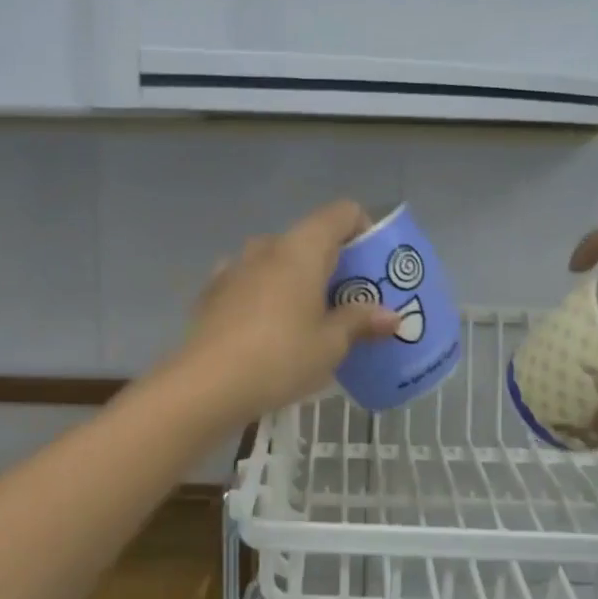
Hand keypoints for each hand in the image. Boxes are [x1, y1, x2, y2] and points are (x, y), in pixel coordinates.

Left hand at [174, 199, 398, 422]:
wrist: (206, 386)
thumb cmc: (281, 357)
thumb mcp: (331, 345)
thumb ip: (360, 322)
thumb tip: (391, 316)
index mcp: (301, 248)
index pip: (342, 213)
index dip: (364, 231)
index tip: (373, 268)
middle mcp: (266, 246)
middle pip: (310, 240)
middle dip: (334, 266)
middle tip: (350, 303)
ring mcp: (234, 267)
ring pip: (277, 262)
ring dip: (298, 281)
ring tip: (309, 320)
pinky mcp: (212, 293)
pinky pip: (250, 283)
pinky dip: (266, 296)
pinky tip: (269, 329)